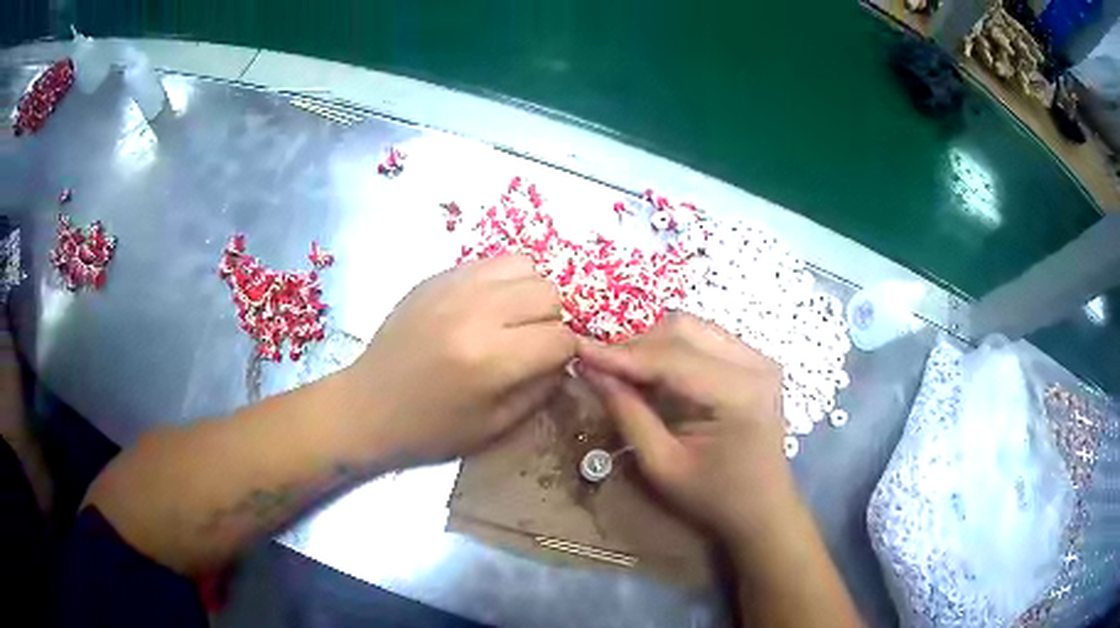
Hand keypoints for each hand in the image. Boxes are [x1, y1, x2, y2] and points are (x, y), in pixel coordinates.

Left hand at [344, 255, 576, 462]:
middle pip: (548, 292)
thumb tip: (564, 358)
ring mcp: (452, 287)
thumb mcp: (496, 425)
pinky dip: (500, 282)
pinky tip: (483, 308)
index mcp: (490, 359)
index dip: (566, 352)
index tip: (553, 364)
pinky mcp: (435, 277)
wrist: (367, 405)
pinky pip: (489, 263)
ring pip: (523, 265)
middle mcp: (475, 312)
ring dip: (528, 293)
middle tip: (530, 341)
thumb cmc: (430, 429)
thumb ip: (541, 388)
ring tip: (510, 319)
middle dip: (551, 319)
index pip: (560, 337)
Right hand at [577, 312, 793, 542]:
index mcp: (738, 393)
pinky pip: (706, 338)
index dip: (620, 353)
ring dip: (653, 344)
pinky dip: (674, 349)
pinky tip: (656, 373)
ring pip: (693, 328)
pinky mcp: (756, 361)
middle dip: (636, 346)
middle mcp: (755, 363)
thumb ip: (627, 413)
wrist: (764, 508)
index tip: (577, 350)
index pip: (670, 357)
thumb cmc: (714, 497)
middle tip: (601, 368)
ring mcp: (760, 358)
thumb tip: (590, 370)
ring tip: (625, 371)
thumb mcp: (662, 465)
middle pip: (683, 329)